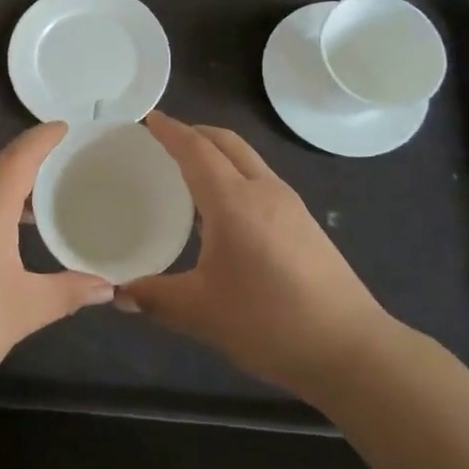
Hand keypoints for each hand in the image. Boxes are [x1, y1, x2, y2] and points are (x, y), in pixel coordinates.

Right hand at [119, 111, 395, 402]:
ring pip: (248, 160)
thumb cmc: (269, 323)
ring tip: (190, 170)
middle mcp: (263, 190)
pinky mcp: (305, 223)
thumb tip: (117, 294)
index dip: (171, 131)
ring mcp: (290, 205)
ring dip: (218, 152)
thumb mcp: (201, 313)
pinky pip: (261, 180)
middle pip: (227, 143)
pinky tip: (225, 209)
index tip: (149, 119)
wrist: (351, 349)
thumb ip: (154, 298)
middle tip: (165, 138)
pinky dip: (235, 174)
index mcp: (234, 201)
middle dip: (195, 132)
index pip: (196, 150)